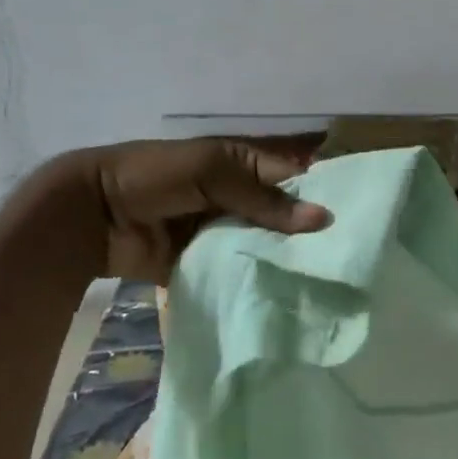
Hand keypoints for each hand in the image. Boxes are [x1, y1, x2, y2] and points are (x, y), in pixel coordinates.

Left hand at [0, 138, 331, 284]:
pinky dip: (260, 279)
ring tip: (331, 282)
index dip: (327, 190)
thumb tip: (324, 219)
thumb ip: (264, 197)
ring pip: (268, 244)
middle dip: (313, 232)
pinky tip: (290, 296)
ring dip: (289, 259)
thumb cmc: (156, 176)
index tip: (365, 215)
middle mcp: (242, 196)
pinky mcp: (209, 262)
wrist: (92, 215)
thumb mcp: (213, 170)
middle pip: (286, 214)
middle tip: (355, 257)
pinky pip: (241, 269)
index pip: (297, 174)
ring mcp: (225, 230)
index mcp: (245, 162)